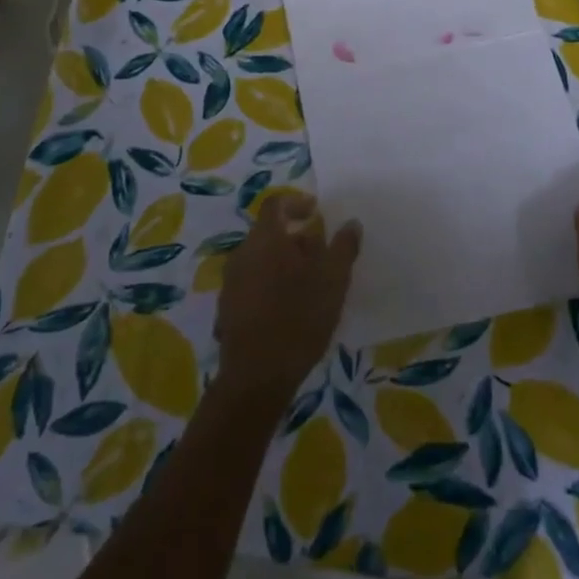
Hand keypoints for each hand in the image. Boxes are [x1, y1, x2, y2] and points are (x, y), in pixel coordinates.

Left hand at [215, 189, 360, 402]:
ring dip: (282, 263)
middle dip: (294, 239)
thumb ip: (343, 247)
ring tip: (307, 286)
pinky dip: (270, 286)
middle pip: (268, 233)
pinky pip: (251, 284)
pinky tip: (288, 310)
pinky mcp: (227, 309)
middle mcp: (242, 253)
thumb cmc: (299, 317)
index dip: (296, 203)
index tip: (316, 213)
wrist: (256, 376)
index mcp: (266, 238)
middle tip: (320, 255)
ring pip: (259, 260)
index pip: (276, 204)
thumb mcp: (333, 280)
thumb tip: (351, 223)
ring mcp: (230, 282)